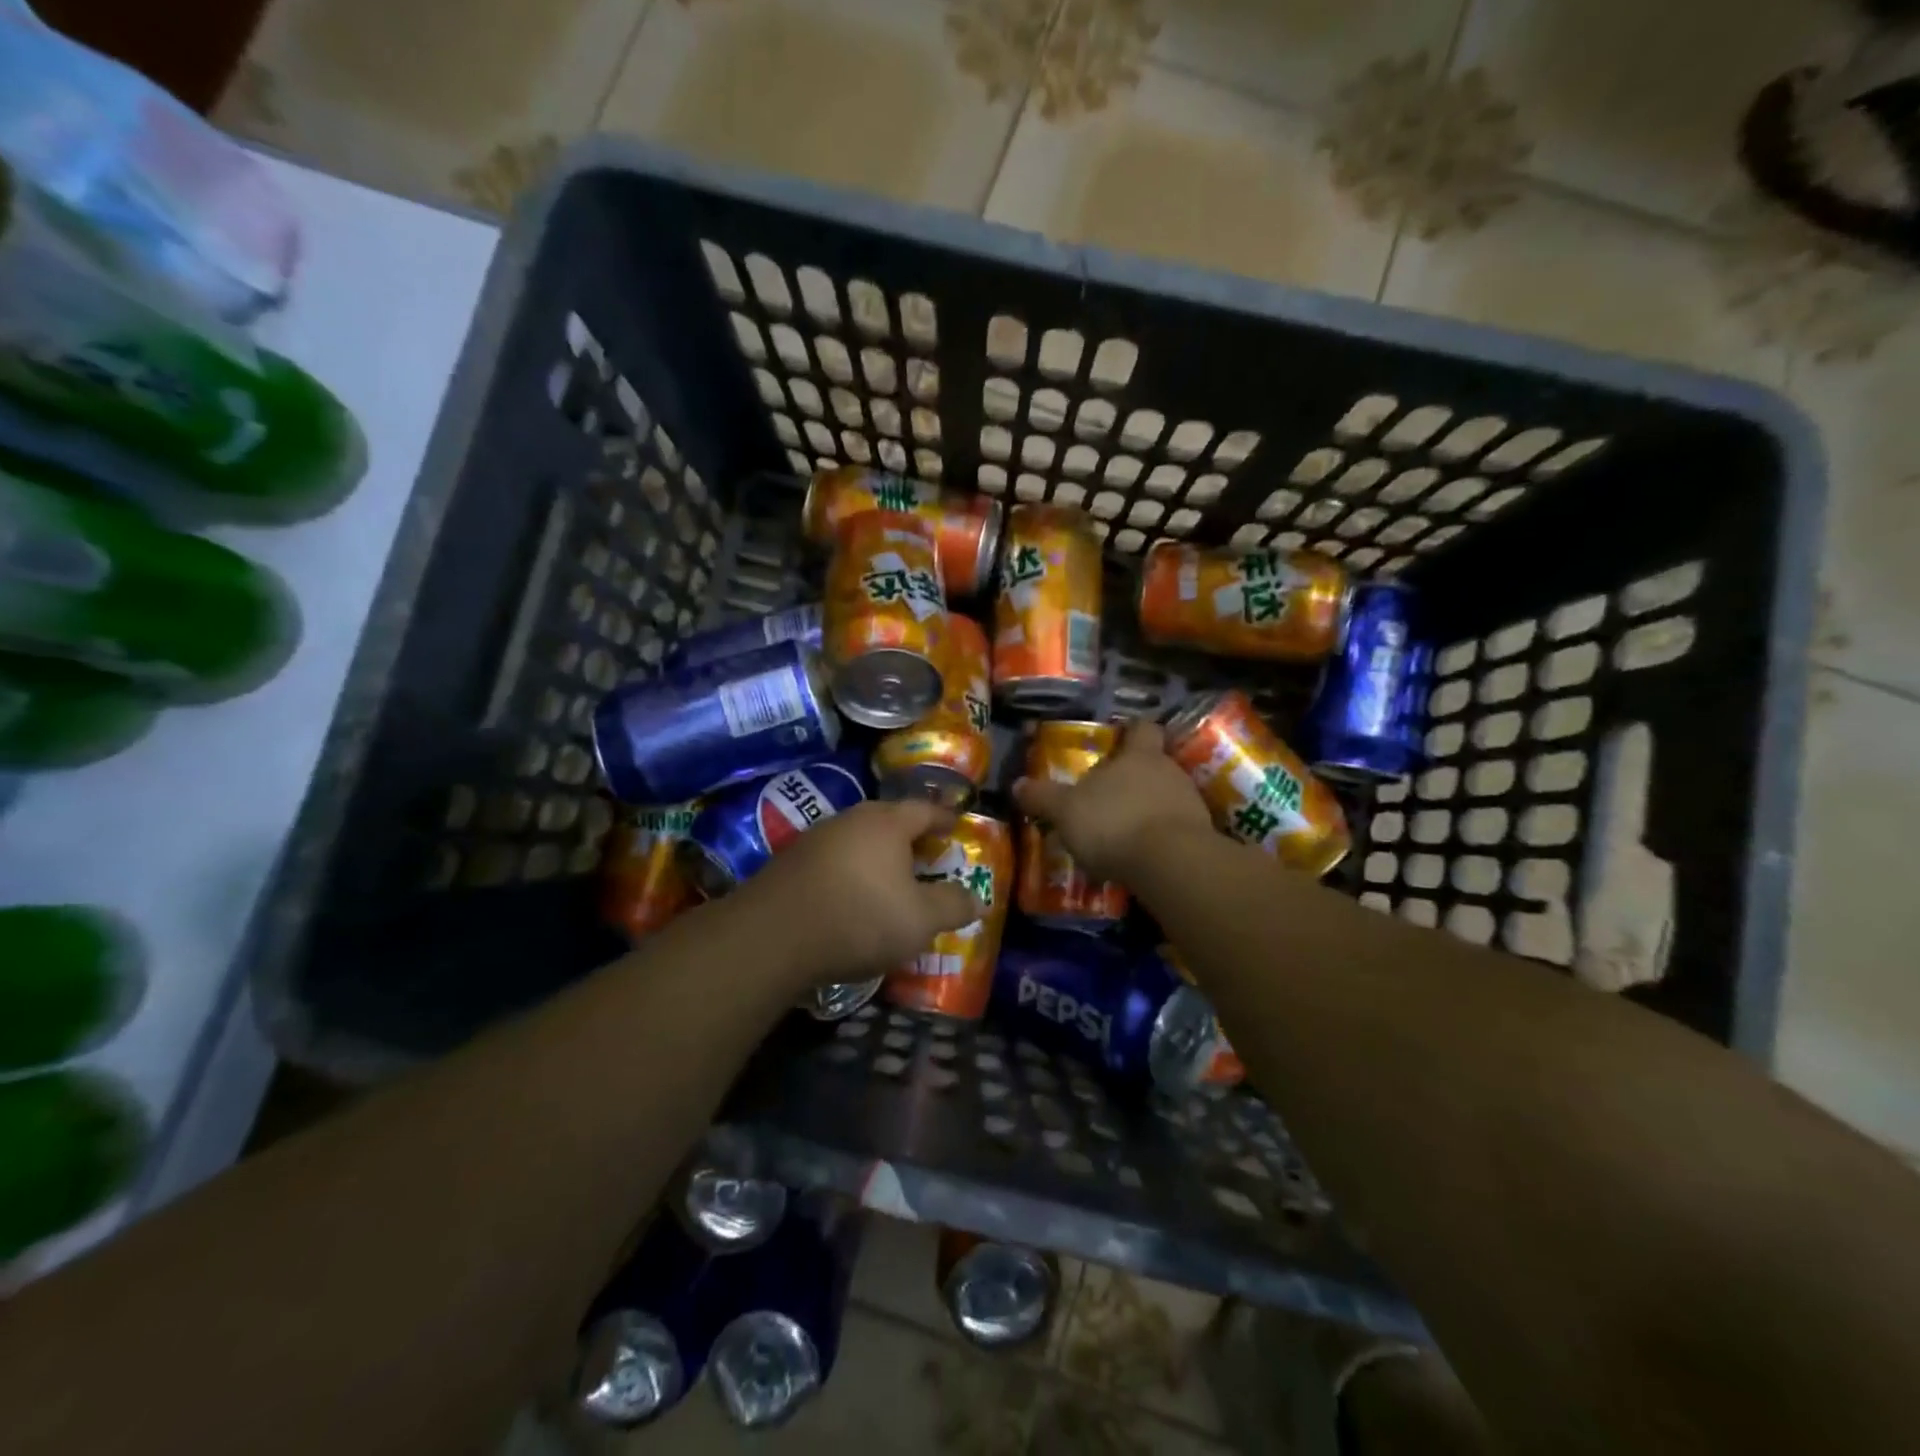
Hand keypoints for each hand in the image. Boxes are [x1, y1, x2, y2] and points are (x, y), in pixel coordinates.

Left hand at [729, 799, 983, 985]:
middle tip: (926, 854)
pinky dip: (849, 870)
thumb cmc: (860, 918)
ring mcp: (815, 838)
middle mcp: (850, 819)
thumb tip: (977, 898)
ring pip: (857, 838)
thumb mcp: (920, 919)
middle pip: (888, 819)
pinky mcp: (789, 862)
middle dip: (909, 836)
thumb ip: (953, 906)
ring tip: (889, 877)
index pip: (924, 809)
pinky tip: (850, 895)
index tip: (957, 826)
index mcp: (887, 822)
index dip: (944, 818)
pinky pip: (833, 858)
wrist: (774, 935)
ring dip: (876, 854)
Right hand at [1013, 720, 1213, 881]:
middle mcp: (1169, 771)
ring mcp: (1190, 803)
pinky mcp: (1201, 836)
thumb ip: (1043, 797)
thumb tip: (1017, 785)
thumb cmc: (1114, 822)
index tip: (1120, 738)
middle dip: (1134, 778)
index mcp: (1139, 756)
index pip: (1142, 729)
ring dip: (1147, 809)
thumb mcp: (1066, 811)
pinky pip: (1176, 828)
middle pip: (1154, 764)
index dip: (1131, 731)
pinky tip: (1141, 856)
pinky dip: (1159, 837)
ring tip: (1123, 831)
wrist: (1171, 863)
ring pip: (1166, 797)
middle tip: (1109, 795)